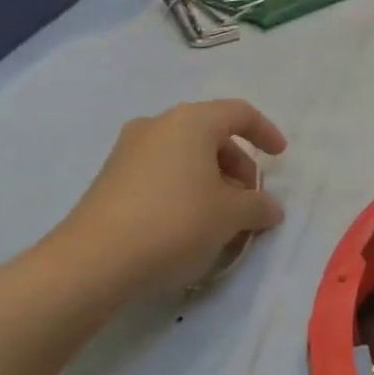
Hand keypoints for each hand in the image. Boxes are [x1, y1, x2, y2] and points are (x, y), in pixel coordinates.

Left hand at [40, 99, 287, 309]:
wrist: (93, 261)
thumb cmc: (175, 222)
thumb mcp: (231, 216)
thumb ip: (258, 206)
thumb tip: (270, 208)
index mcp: (191, 122)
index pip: (239, 113)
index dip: (266, 132)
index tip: (280, 157)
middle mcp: (158, 125)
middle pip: (211, 134)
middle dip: (238, 164)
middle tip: (250, 199)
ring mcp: (128, 151)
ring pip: (185, 155)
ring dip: (212, 179)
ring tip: (222, 217)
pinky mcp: (110, 178)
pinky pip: (161, 172)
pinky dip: (185, 188)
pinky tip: (189, 225)